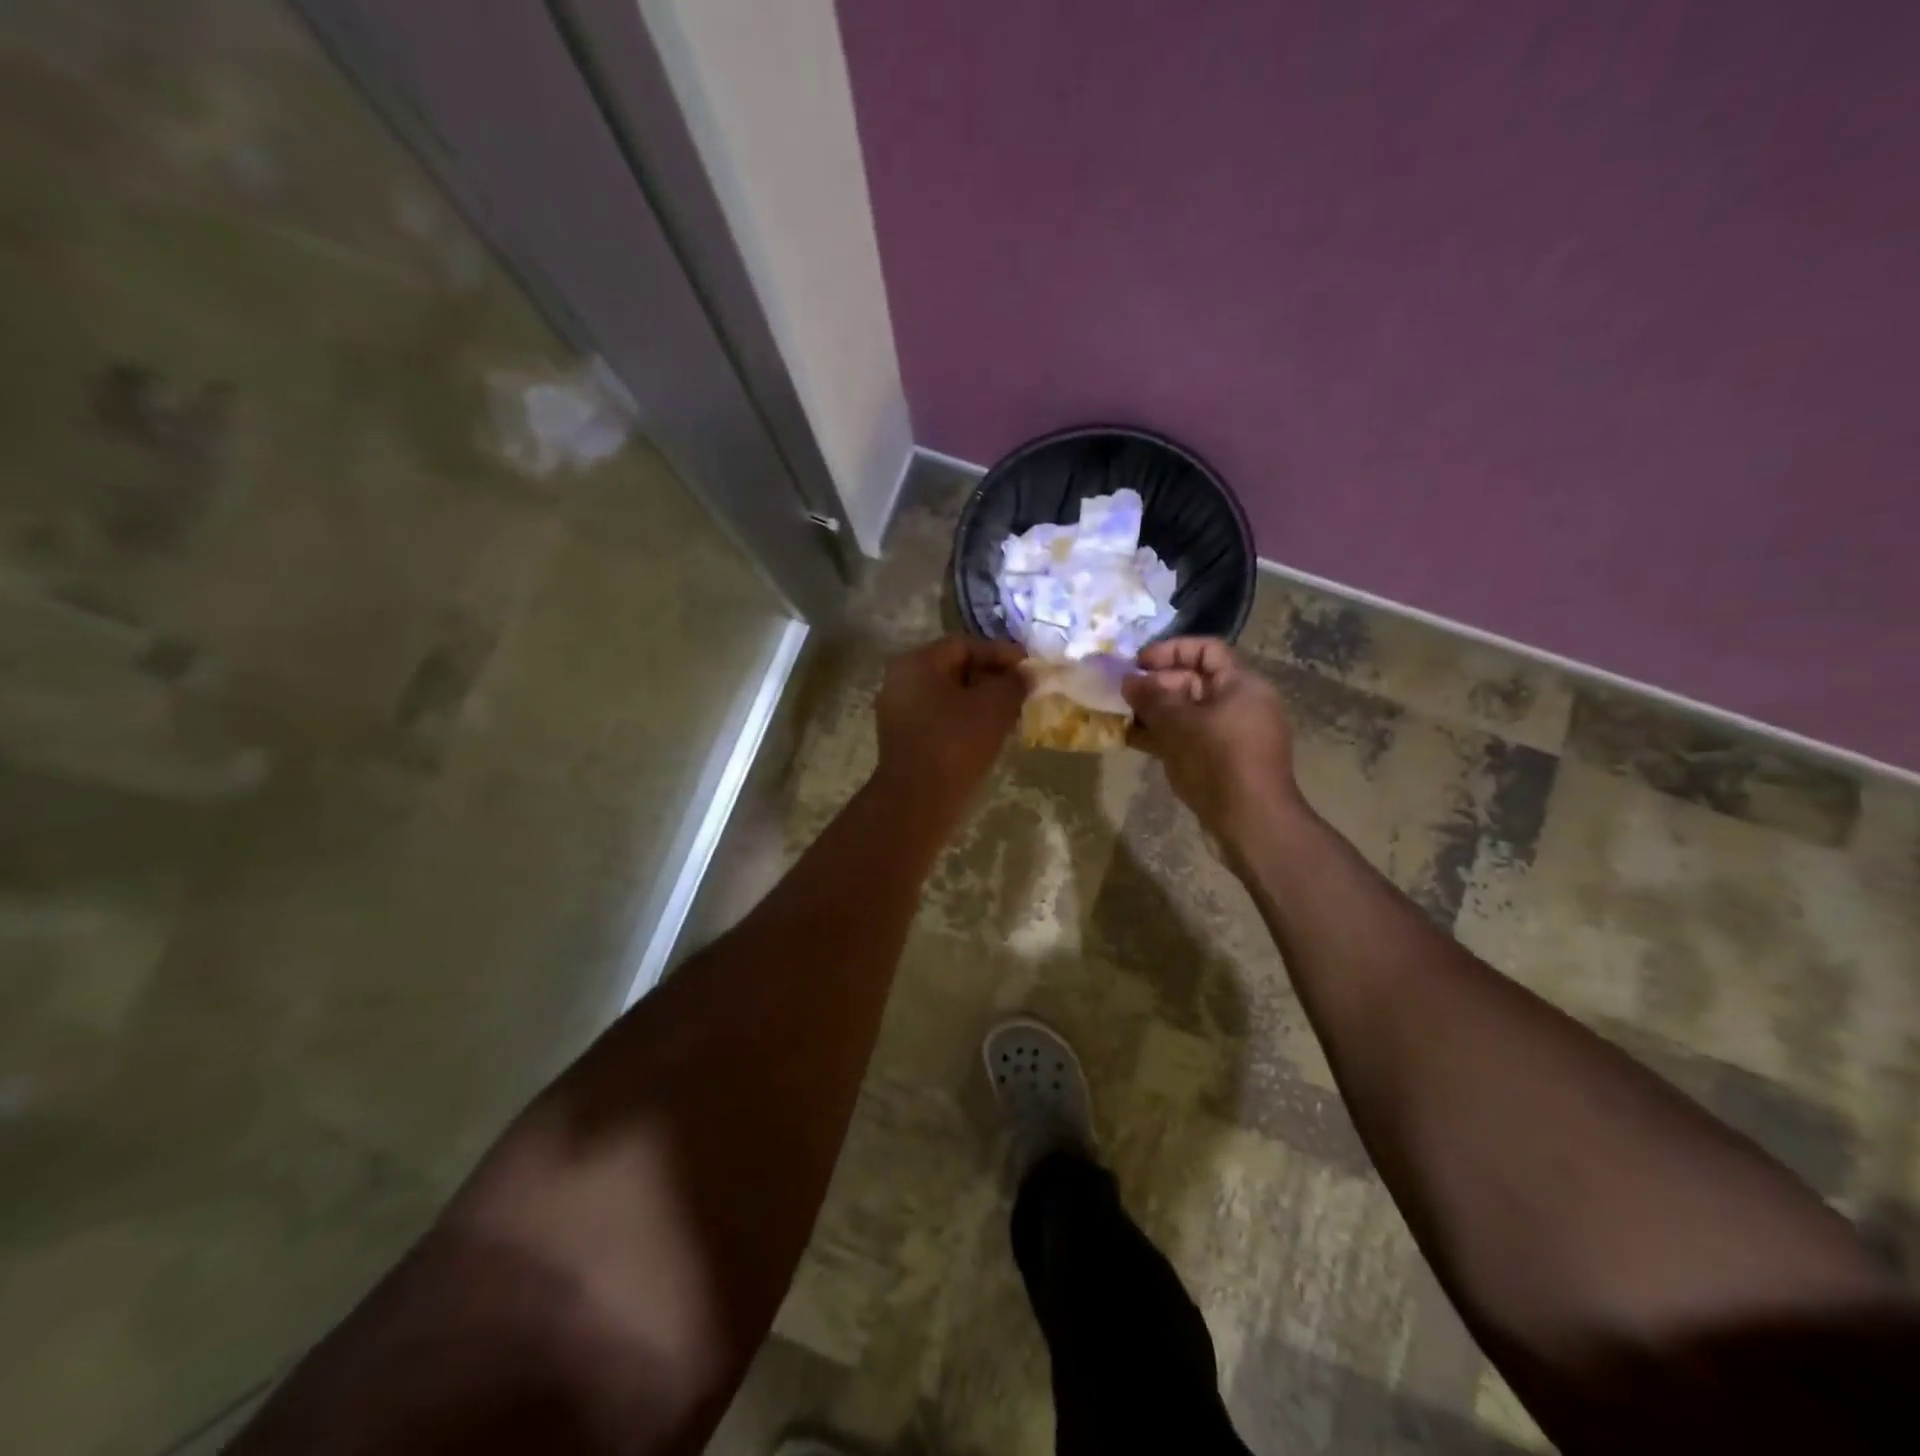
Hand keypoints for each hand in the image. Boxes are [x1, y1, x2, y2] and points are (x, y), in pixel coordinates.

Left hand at [873, 637, 1026, 814]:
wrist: (917, 801)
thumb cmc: (955, 743)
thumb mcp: (994, 706)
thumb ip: (1014, 682)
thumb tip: (1026, 673)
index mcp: (916, 663)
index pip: (964, 645)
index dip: (1001, 653)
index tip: (1029, 668)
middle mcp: (901, 681)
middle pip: (954, 669)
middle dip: (992, 678)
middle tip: (1022, 690)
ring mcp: (898, 712)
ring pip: (948, 696)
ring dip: (981, 702)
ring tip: (1012, 714)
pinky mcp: (904, 740)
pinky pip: (940, 719)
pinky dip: (965, 720)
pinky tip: (990, 734)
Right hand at [1122, 638, 1301, 846]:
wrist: (1252, 822)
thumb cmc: (1219, 762)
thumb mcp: (1179, 724)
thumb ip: (1151, 697)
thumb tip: (1129, 680)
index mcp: (1241, 685)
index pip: (1206, 650)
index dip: (1170, 651)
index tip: (1137, 664)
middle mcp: (1240, 704)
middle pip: (1194, 681)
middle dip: (1155, 685)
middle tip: (1122, 695)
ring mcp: (1231, 734)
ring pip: (1187, 712)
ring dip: (1154, 713)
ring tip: (1121, 717)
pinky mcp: (1222, 761)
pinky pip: (1189, 737)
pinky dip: (1164, 736)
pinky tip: (1133, 741)